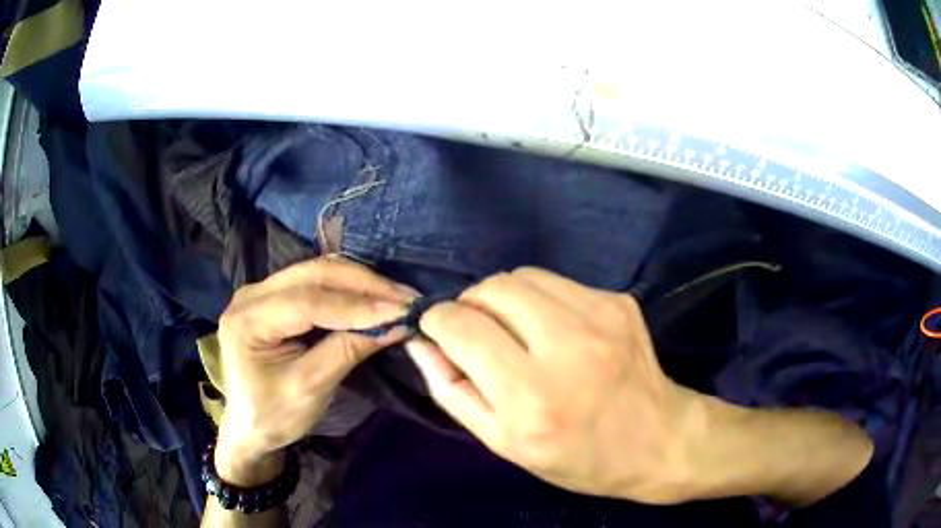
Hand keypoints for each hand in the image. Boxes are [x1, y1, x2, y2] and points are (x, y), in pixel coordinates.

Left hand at [214, 257, 417, 485]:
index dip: (356, 306)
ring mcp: (261, 291)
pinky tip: (372, 297)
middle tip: (406, 299)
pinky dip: (347, 288)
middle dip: (363, 285)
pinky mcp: (274, 296)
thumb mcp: (309, 389)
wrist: (248, 426)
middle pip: (313, 275)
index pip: (307, 301)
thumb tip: (395, 325)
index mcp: (247, 320)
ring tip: (396, 297)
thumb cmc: (273, 416)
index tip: (400, 311)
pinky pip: (315, 282)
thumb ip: (346, 352)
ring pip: (317, 272)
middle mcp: (251, 294)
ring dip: (359, 283)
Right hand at [407, 267, 701, 503]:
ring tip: (513, 329)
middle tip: (477, 331)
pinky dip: (540, 299)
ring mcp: (599, 316)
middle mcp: (566, 347)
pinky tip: (553, 329)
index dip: (437, 320)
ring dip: (504, 298)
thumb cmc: (577, 457)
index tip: (438, 330)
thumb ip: (453, 391)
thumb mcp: (504, 444)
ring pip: (522, 275)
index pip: (461, 327)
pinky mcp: (618, 301)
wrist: (657, 440)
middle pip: (492, 288)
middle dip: (470, 303)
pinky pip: (557, 282)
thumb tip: (421, 343)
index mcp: (530, 397)